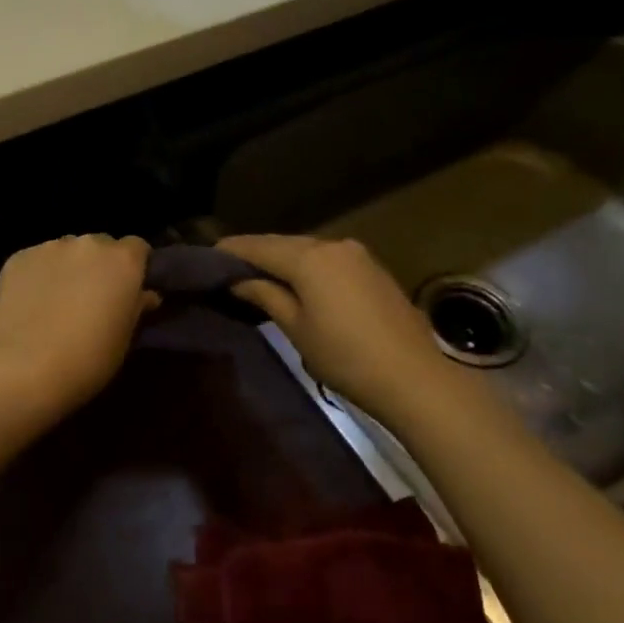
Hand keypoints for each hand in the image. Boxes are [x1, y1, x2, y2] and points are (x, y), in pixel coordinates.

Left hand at [0, 235, 157, 415]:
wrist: (25, 370)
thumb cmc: (88, 359)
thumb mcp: (125, 338)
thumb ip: (137, 307)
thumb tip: (145, 294)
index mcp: (122, 260)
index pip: (137, 247)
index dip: (134, 266)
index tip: (127, 288)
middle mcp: (88, 244)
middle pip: (100, 245)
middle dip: (99, 265)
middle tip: (92, 296)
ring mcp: (49, 247)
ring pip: (66, 251)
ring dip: (68, 267)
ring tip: (57, 300)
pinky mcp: (18, 258)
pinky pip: (36, 261)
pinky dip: (38, 275)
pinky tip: (31, 303)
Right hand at [219, 234, 445, 423]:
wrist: (416, 378)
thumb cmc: (346, 356)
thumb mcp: (297, 328)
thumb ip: (265, 296)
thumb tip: (239, 280)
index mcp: (310, 257)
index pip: (259, 246)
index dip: (232, 250)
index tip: (208, 255)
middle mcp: (334, 245)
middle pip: (284, 244)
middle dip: (256, 253)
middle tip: (228, 266)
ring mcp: (358, 256)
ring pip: (308, 251)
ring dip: (282, 260)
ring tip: (257, 275)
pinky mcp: (373, 270)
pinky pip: (328, 260)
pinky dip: (306, 267)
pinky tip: (296, 282)